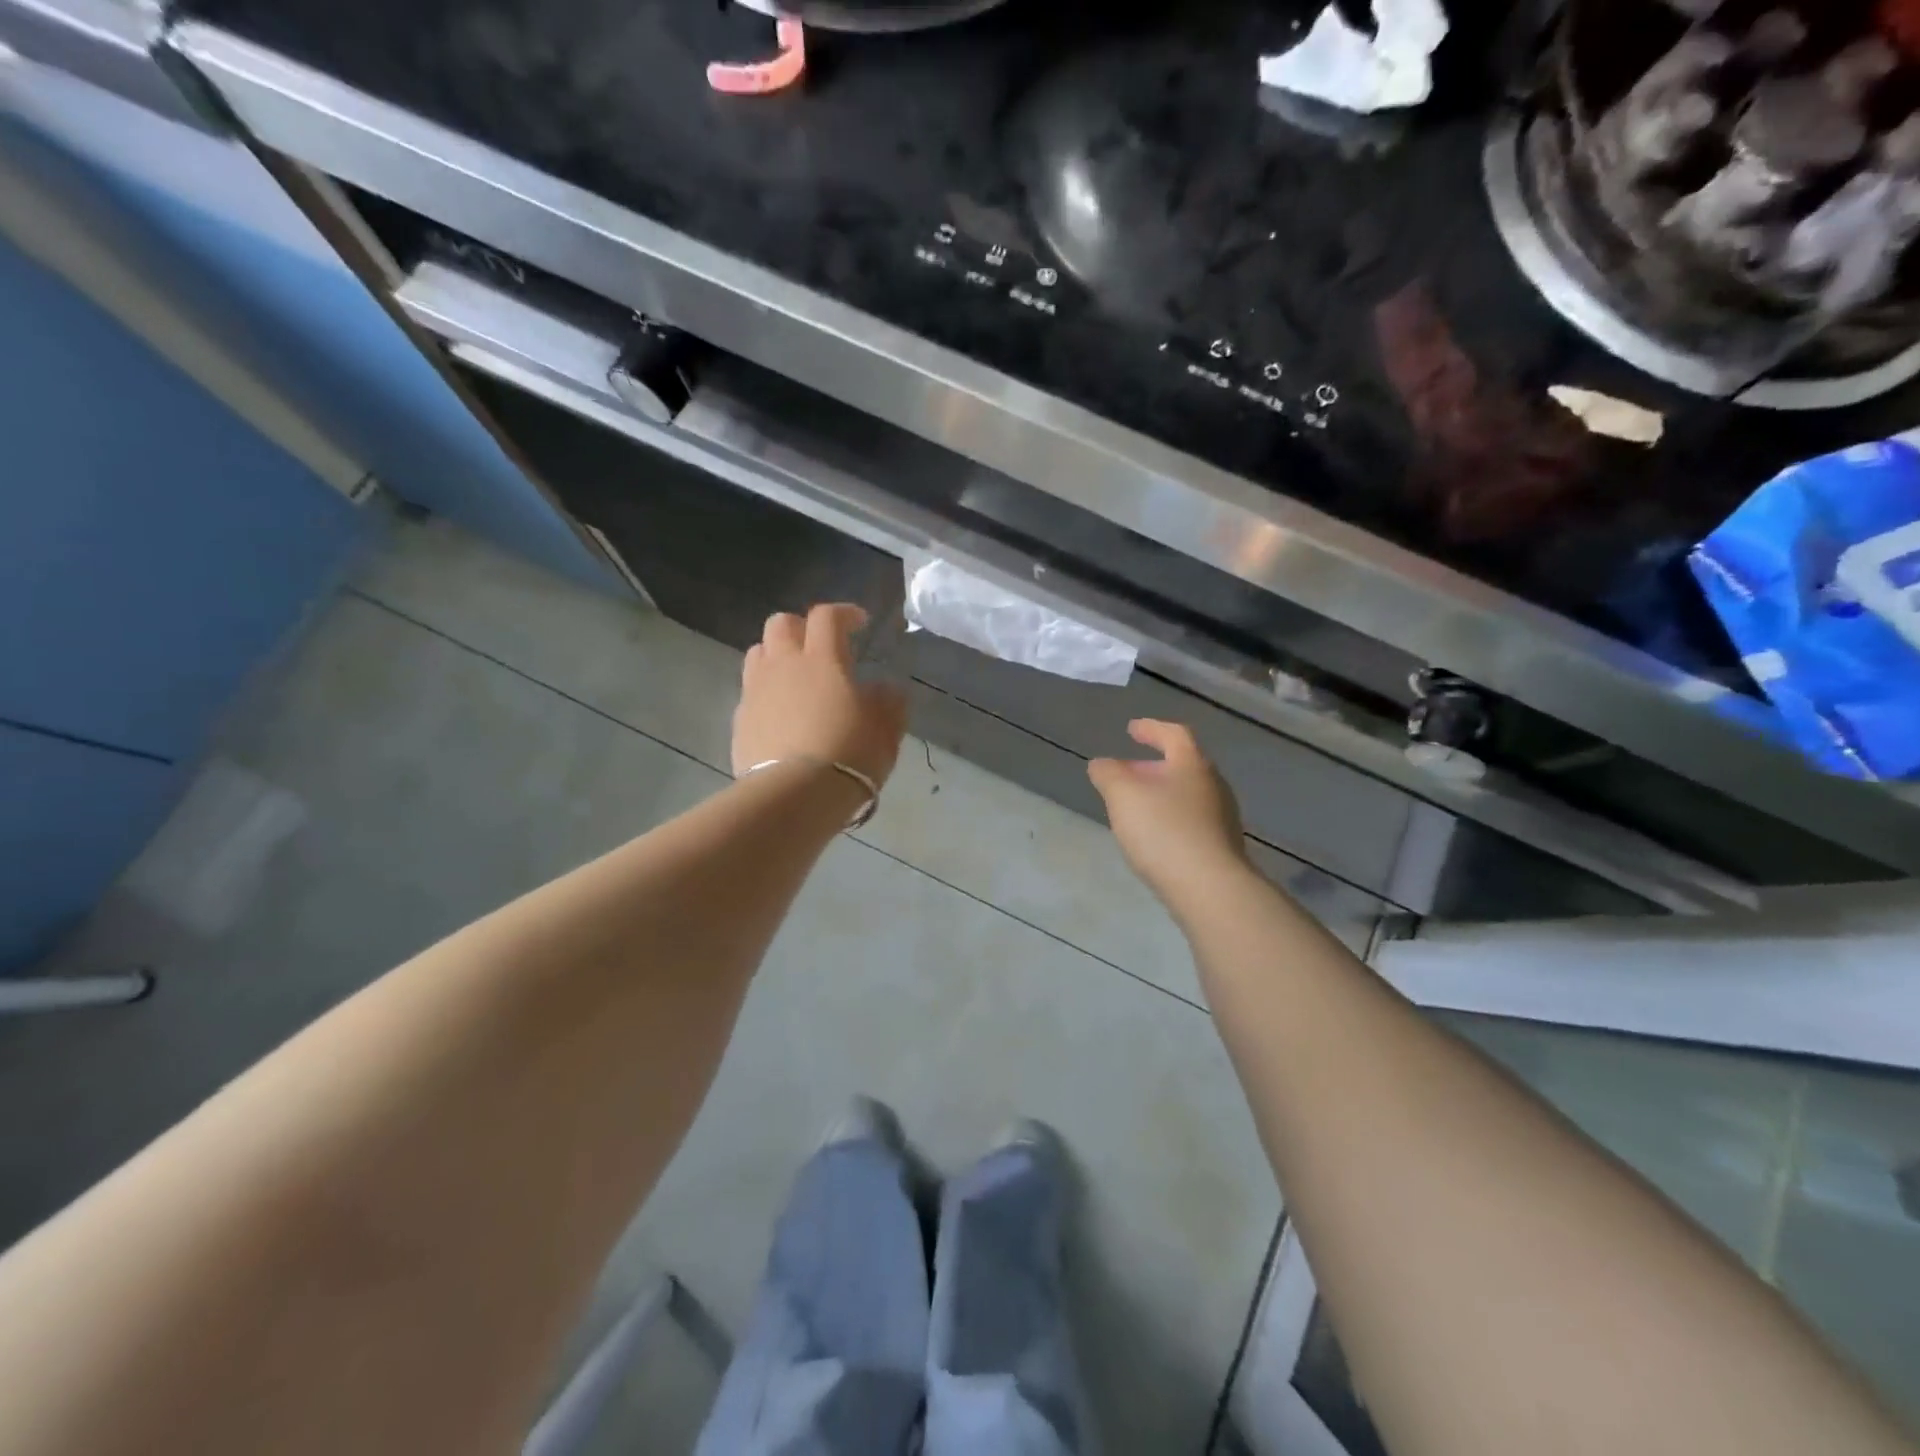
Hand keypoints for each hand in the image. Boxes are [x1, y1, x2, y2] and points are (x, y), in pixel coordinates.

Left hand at [732, 605, 908, 788]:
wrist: (795, 794)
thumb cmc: (849, 754)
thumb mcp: (886, 729)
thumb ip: (889, 702)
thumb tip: (885, 688)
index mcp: (823, 659)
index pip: (827, 617)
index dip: (844, 613)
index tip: (859, 623)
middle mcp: (784, 665)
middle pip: (781, 623)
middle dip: (801, 627)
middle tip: (820, 646)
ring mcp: (756, 691)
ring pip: (758, 653)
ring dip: (777, 655)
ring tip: (795, 676)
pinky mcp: (740, 721)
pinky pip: (750, 692)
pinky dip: (766, 693)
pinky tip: (781, 714)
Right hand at [1088, 719, 1249, 909]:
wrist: (1209, 888)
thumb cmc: (1163, 830)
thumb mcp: (1122, 795)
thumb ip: (1108, 774)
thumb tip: (1102, 764)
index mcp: (1192, 764)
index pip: (1173, 734)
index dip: (1151, 729)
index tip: (1131, 729)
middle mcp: (1214, 785)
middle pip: (1182, 765)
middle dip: (1152, 766)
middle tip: (1126, 773)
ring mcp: (1222, 818)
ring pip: (1187, 795)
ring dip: (1161, 794)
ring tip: (1135, 807)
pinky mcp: (1222, 847)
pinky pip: (1191, 821)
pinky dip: (1170, 819)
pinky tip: (1154, 837)